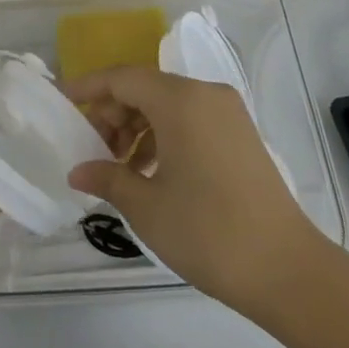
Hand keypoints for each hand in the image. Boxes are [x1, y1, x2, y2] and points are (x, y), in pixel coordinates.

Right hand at [65, 67, 328, 313]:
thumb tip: (77, 171)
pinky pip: (191, 119)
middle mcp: (205, 94)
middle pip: (146, 88)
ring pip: (168, 104)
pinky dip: (164, 136)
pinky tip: (151, 172)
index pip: (122, 78)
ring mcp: (228, 113)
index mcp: (180, 101)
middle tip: (92, 148)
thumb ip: (107, 177)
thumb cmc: (208, 232)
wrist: (286, 269)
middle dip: (113, 113)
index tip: (62, 101)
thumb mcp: (146, 206)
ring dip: (138, 127)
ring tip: (119, 166)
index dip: (89, 87)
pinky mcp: (241, 135)